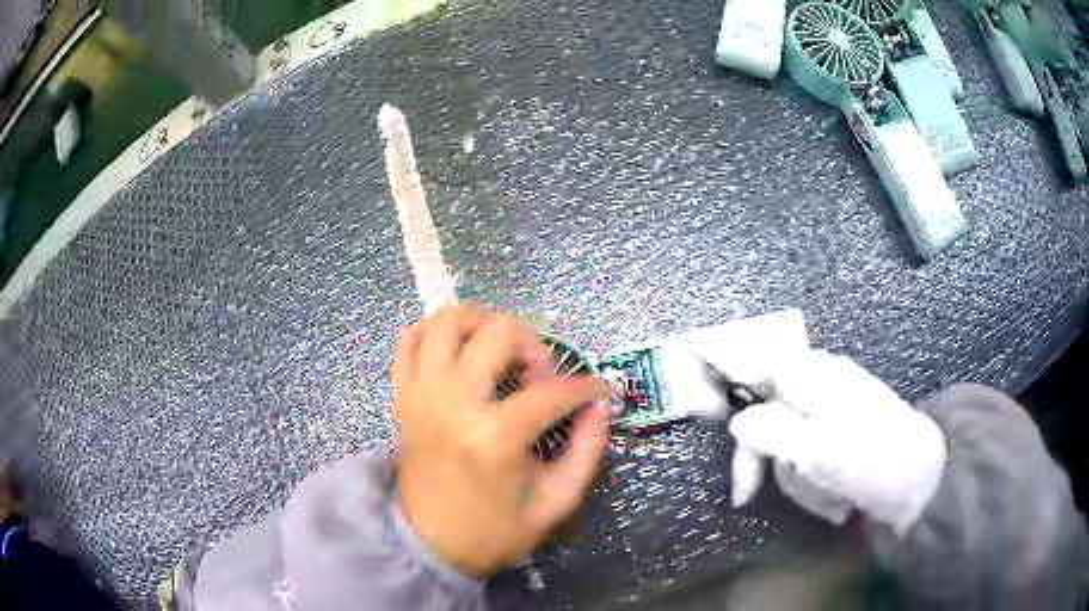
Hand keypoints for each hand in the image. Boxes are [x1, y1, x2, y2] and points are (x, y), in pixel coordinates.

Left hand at [393, 305, 609, 577]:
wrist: (430, 544)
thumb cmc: (495, 529)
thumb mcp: (555, 501)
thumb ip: (586, 451)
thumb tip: (599, 407)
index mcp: (495, 436)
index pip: (552, 391)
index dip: (586, 388)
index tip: (599, 392)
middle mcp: (453, 402)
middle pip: (498, 332)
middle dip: (534, 345)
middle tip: (541, 375)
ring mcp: (422, 393)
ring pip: (447, 321)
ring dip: (482, 323)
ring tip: (500, 350)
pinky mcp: (403, 395)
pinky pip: (409, 339)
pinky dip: (434, 332)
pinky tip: (458, 351)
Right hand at [725, 350, 947, 535]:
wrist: (919, 476)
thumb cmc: (869, 460)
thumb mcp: (816, 451)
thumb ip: (772, 431)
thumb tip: (739, 423)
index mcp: (810, 374)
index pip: (753, 356)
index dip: (719, 355)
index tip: (687, 346)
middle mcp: (818, 376)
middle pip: (763, 399)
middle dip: (755, 446)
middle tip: (745, 490)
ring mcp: (832, 395)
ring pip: (783, 424)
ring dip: (785, 462)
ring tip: (810, 491)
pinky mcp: (841, 417)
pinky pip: (804, 436)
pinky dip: (802, 463)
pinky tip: (822, 483)